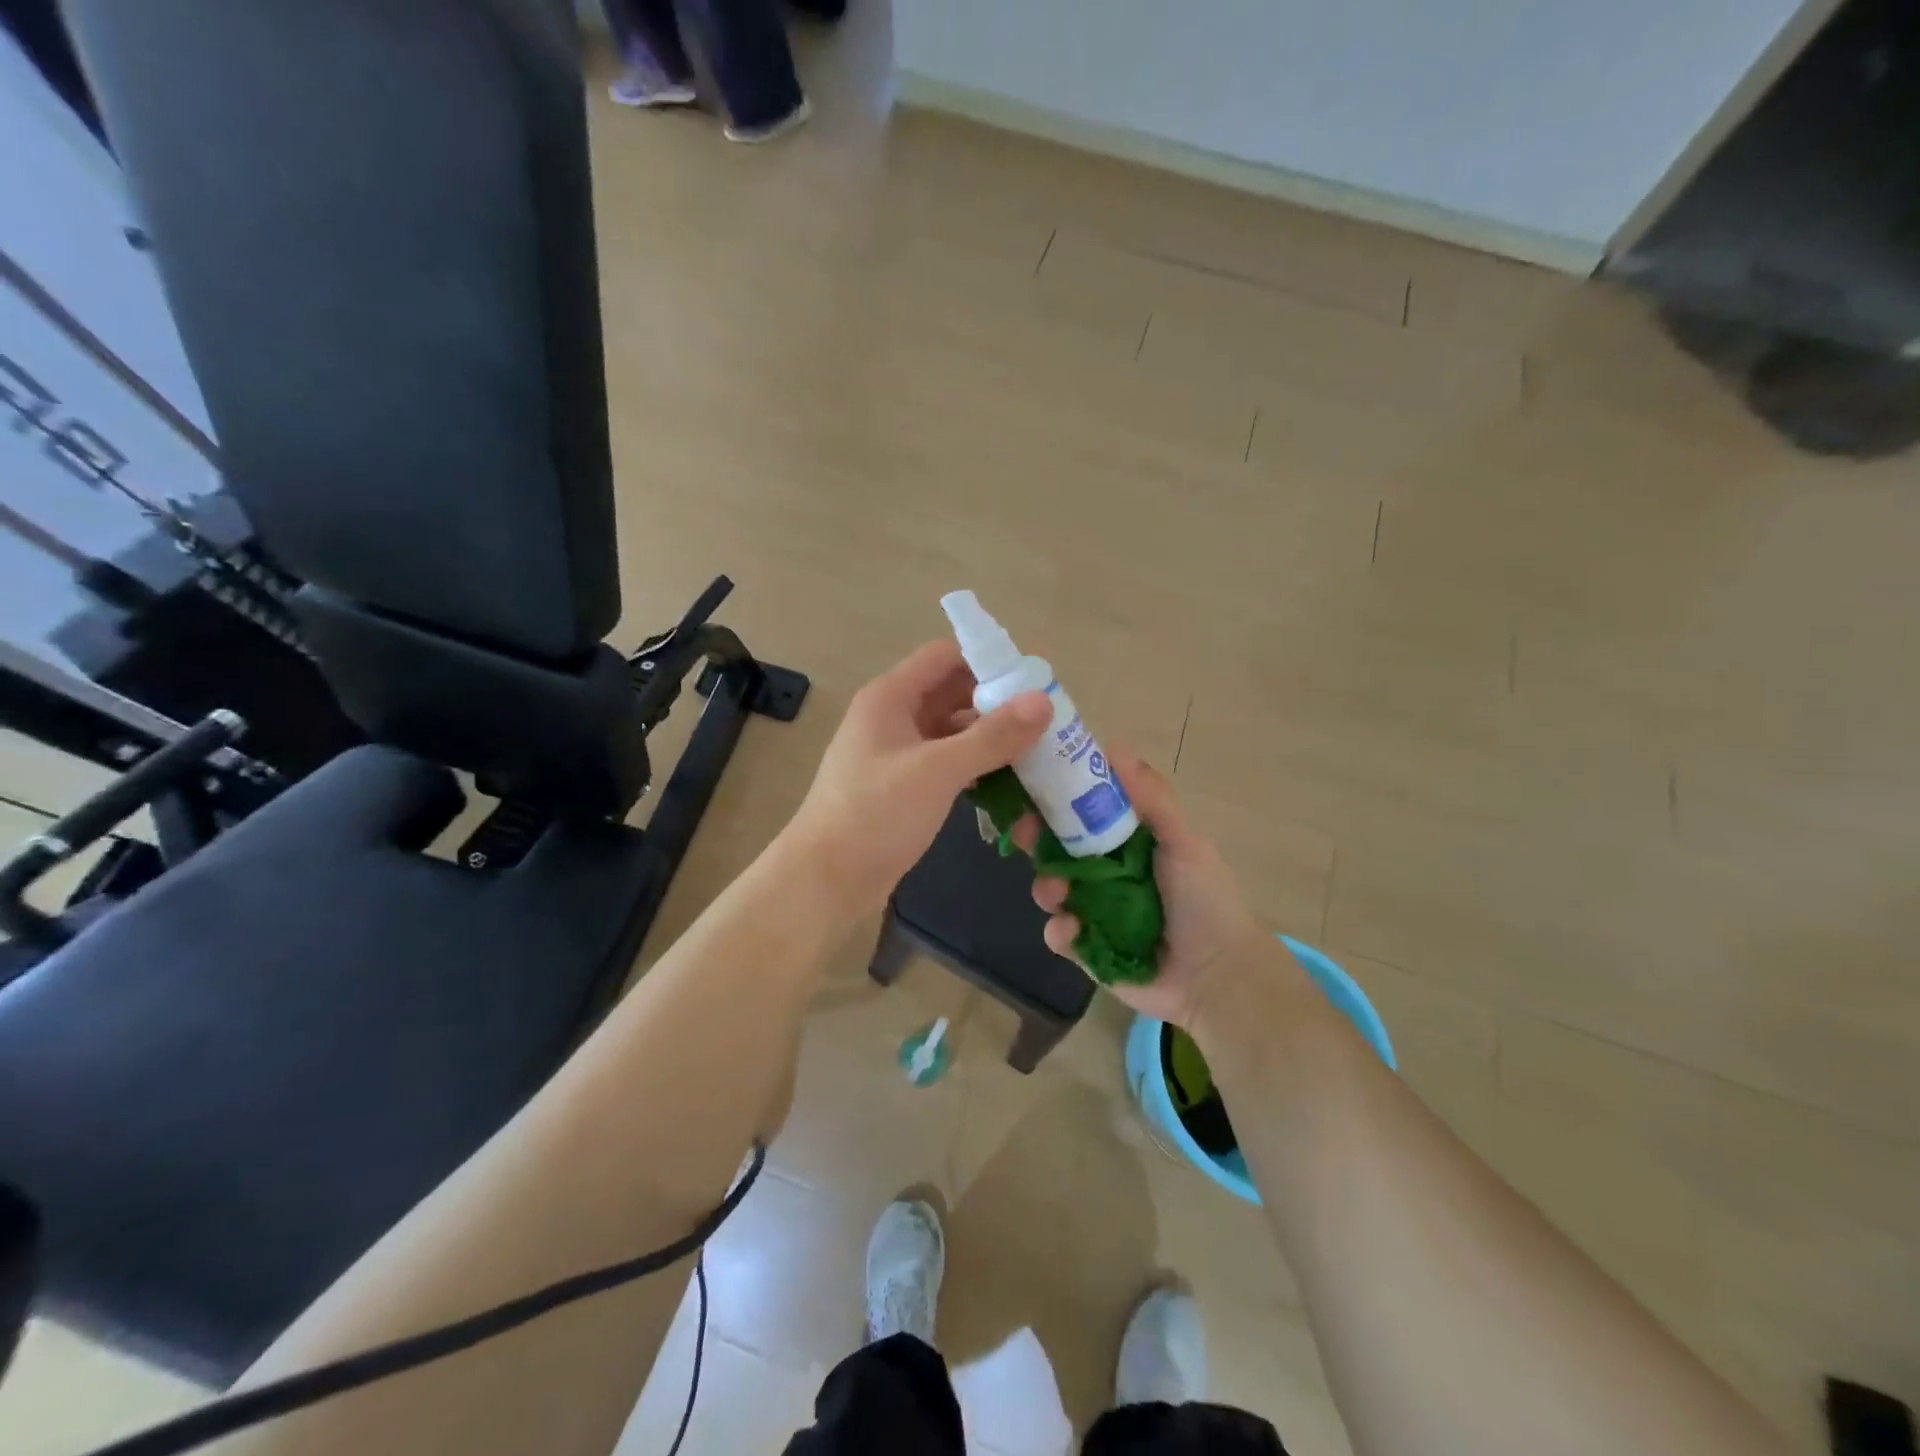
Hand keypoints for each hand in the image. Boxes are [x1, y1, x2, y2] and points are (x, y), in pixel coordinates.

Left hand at [785, 641, 1049, 918]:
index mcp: (890, 697)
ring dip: (988, 739)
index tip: (1032, 683)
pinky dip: (974, 766)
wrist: (826, 880)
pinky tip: (1005, 782)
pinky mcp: (901, 786)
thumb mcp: (937, 771)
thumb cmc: (875, 814)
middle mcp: (892, 717)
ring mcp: (895, 753)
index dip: (987, 662)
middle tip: (1045, 722)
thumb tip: (1043, 700)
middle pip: (951, 693)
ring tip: (1036, 753)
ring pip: (951, 731)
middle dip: (996, 704)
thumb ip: (992, 736)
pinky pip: (945, 763)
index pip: (944, 657)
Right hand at [1024, 750, 1269, 1029]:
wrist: (1217, 977)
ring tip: (1057, 895)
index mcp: (1127, 841)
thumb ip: (1151, 798)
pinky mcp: (1087, 948)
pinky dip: (1060, 931)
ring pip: (1050, 888)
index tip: (1036, 782)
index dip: (1058, 795)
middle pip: (1057, 846)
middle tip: (1024, 833)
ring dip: (1046, 886)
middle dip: (1036, 837)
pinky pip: (1058, 933)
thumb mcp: (1183, 841)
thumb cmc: (1205, 900)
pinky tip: (1074, 932)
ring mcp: (1093, 910)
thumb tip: (1112, 747)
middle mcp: (1105, 871)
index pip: (1084, 809)